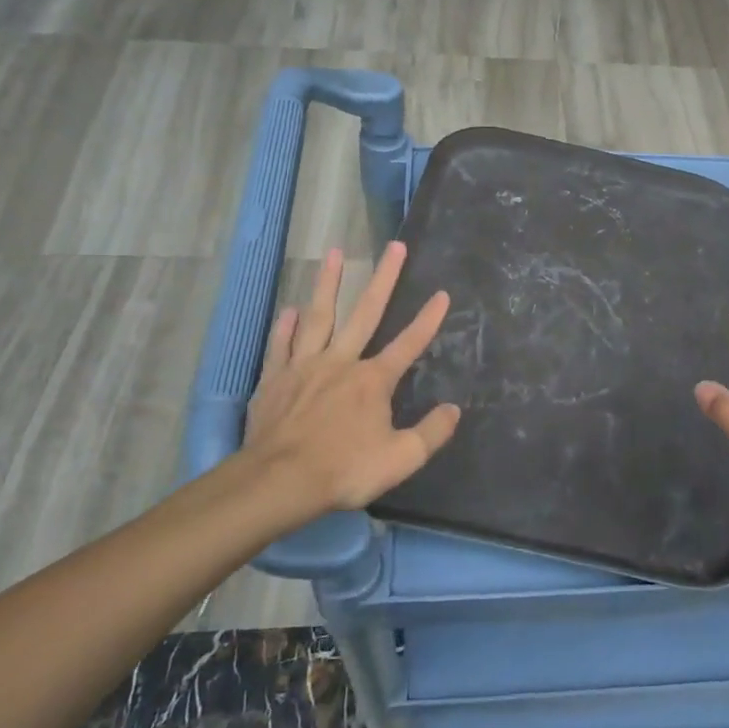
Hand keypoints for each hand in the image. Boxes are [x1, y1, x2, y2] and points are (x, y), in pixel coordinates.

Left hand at [235, 241, 460, 520]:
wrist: (279, 481)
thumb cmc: (344, 470)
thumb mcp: (401, 459)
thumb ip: (431, 432)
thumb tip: (454, 409)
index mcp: (373, 380)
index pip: (409, 343)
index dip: (428, 319)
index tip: (442, 293)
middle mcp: (341, 362)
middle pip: (365, 313)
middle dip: (384, 278)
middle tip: (395, 246)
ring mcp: (304, 366)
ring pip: (318, 316)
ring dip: (327, 283)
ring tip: (333, 253)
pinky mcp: (275, 379)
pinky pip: (281, 345)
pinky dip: (286, 326)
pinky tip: (290, 309)